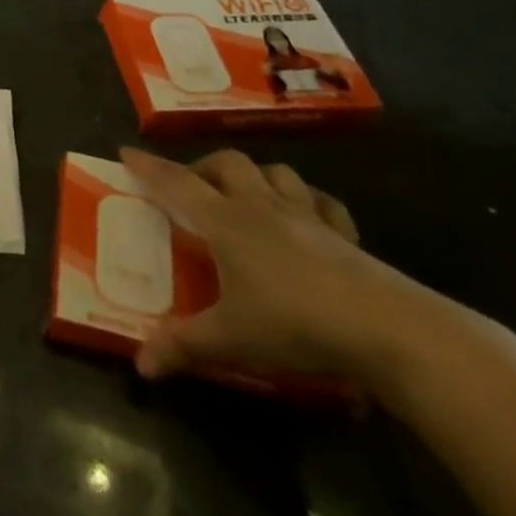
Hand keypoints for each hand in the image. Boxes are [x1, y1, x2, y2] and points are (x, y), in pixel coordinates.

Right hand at [120, 148, 453, 388]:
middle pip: (227, 164)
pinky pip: (321, 202)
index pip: (176, 182)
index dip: (148, 166)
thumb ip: (183, 346)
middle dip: (203, 166)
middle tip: (191, 186)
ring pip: (274, 172)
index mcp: (226, 221)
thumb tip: (140, 365)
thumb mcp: (232, 340)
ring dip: (254, 175)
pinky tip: (306, 215)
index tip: (126, 150)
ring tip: (244, 193)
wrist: (389, 330)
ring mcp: (307, 215)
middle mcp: (261, 206)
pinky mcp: (345, 233)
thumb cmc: (297, 325)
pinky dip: (307, 199)